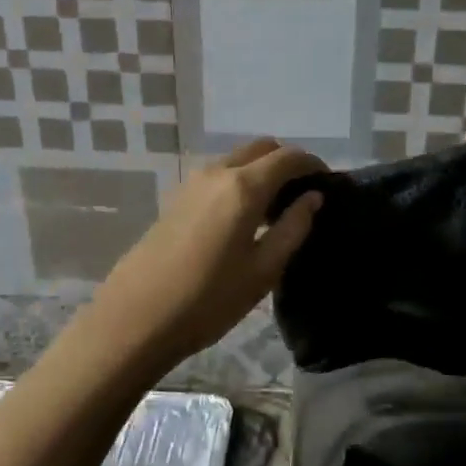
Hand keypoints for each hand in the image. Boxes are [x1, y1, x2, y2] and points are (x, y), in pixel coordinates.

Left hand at [81, 138, 324, 372]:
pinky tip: (244, 217)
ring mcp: (193, 182)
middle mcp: (218, 172)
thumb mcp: (263, 270)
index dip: (313, 164)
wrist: (136, 317)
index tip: (328, 183)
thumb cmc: (209, 300)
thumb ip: (293, 228)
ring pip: (238, 159)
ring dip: (262, 171)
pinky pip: (219, 175)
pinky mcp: (177, 198)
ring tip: (276, 209)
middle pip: (261, 148)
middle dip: (287, 162)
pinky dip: (240, 181)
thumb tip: (313, 198)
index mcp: (244, 187)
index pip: (288, 157)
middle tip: (303, 194)